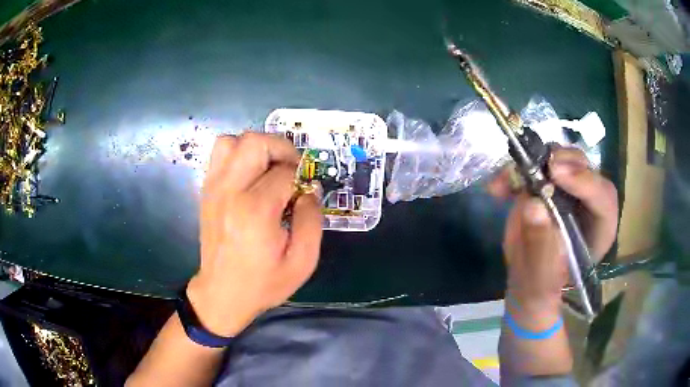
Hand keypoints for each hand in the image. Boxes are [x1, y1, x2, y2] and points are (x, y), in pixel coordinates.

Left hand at [187, 133, 322, 336]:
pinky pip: (219, 155)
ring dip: (256, 148)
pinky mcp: (206, 191)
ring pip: (232, 141)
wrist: (222, 294)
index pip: (284, 172)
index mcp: (255, 211)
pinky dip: (238, 155)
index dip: (301, 177)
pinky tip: (250, 176)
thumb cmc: (263, 282)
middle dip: (280, 148)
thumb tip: (311, 189)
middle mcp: (230, 191)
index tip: (305, 192)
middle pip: (255, 143)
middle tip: (291, 169)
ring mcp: (214, 188)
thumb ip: (312, 220)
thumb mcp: (302, 261)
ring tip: (268, 168)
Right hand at [490, 148, 617, 312]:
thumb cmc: (540, 285)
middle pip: (586, 169)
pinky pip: (533, 165)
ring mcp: (567, 189)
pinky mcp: (547, 183)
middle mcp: (588, 202)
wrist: (527, 279)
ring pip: (561, 159)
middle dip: (565, 163)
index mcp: (599, 228)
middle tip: (543, 166)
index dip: (585, 181)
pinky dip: (514, 171)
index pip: (603, 197)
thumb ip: (541, 247)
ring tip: (510, 178)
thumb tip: (533, 206)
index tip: (555, 174)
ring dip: (535, 162)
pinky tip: (498, 188)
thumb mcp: (541, 278)